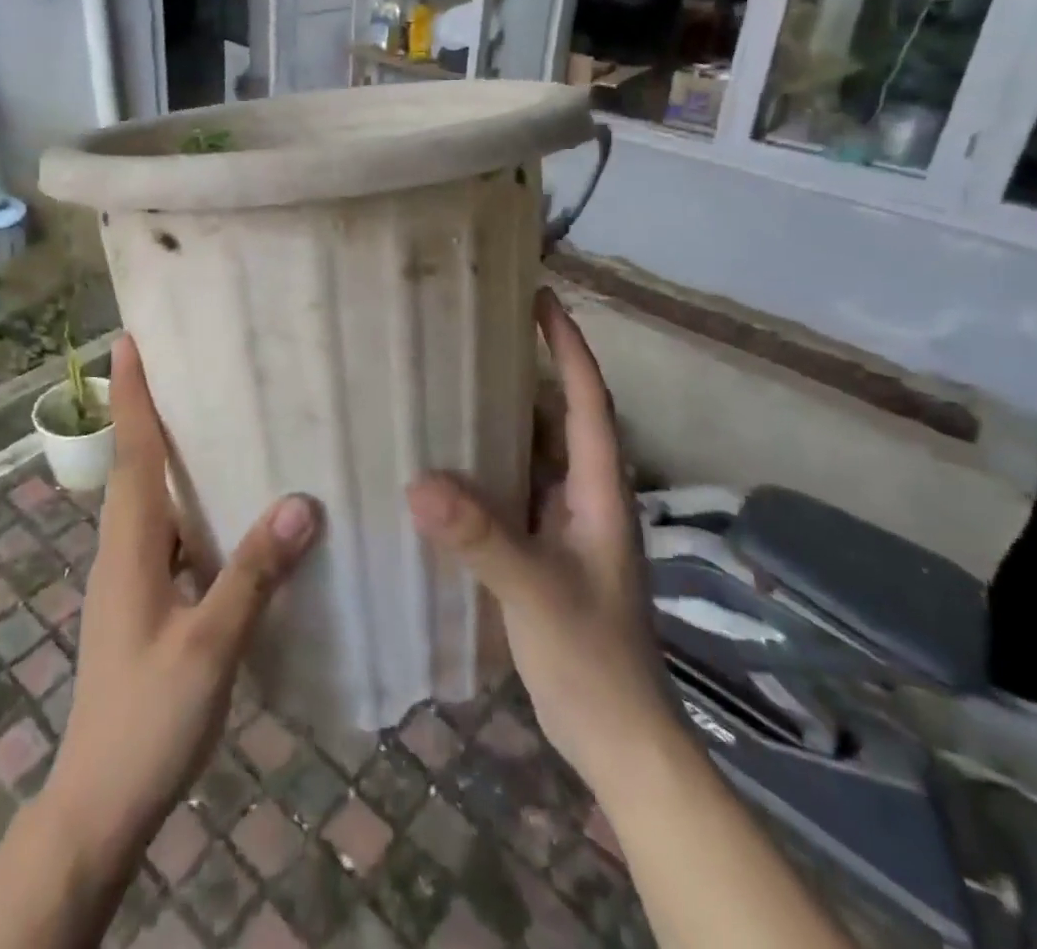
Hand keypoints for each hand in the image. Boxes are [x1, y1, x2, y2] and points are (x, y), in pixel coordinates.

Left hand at [43, 335, 319, 851]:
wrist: (100, 802)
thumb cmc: (147, 718)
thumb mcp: (209, 646)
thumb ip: (253, 573)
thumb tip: (300, 501)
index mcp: (129, 547)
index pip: (132, 453)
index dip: (133, 394)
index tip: (128, 340)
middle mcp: (123, 550)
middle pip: (135, 464)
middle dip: (150, 410)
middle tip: (184, 364)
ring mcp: (129, 578)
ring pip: (149, 499)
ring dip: (169, 454)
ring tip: (212, 420)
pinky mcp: (142, 602)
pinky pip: (166, 532)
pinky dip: (187, 503)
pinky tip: (225, 509)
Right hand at [407, 288, 673, 779]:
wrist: (618, 738)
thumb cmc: (592, 657)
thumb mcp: (536, 591)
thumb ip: (482, 537)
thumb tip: (417, 482)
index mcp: (598, 490)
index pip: (588, 400)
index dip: (568, 346)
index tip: (540, 298)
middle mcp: (584, 496)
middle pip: (560, 416)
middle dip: (529, 370)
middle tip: (477, 334)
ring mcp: (565, 525)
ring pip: (535, 452)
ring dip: (504, 417)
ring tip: (453, 383)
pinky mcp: (544, 549)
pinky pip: (514, 488)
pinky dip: (487, 465)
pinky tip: (447, 463)